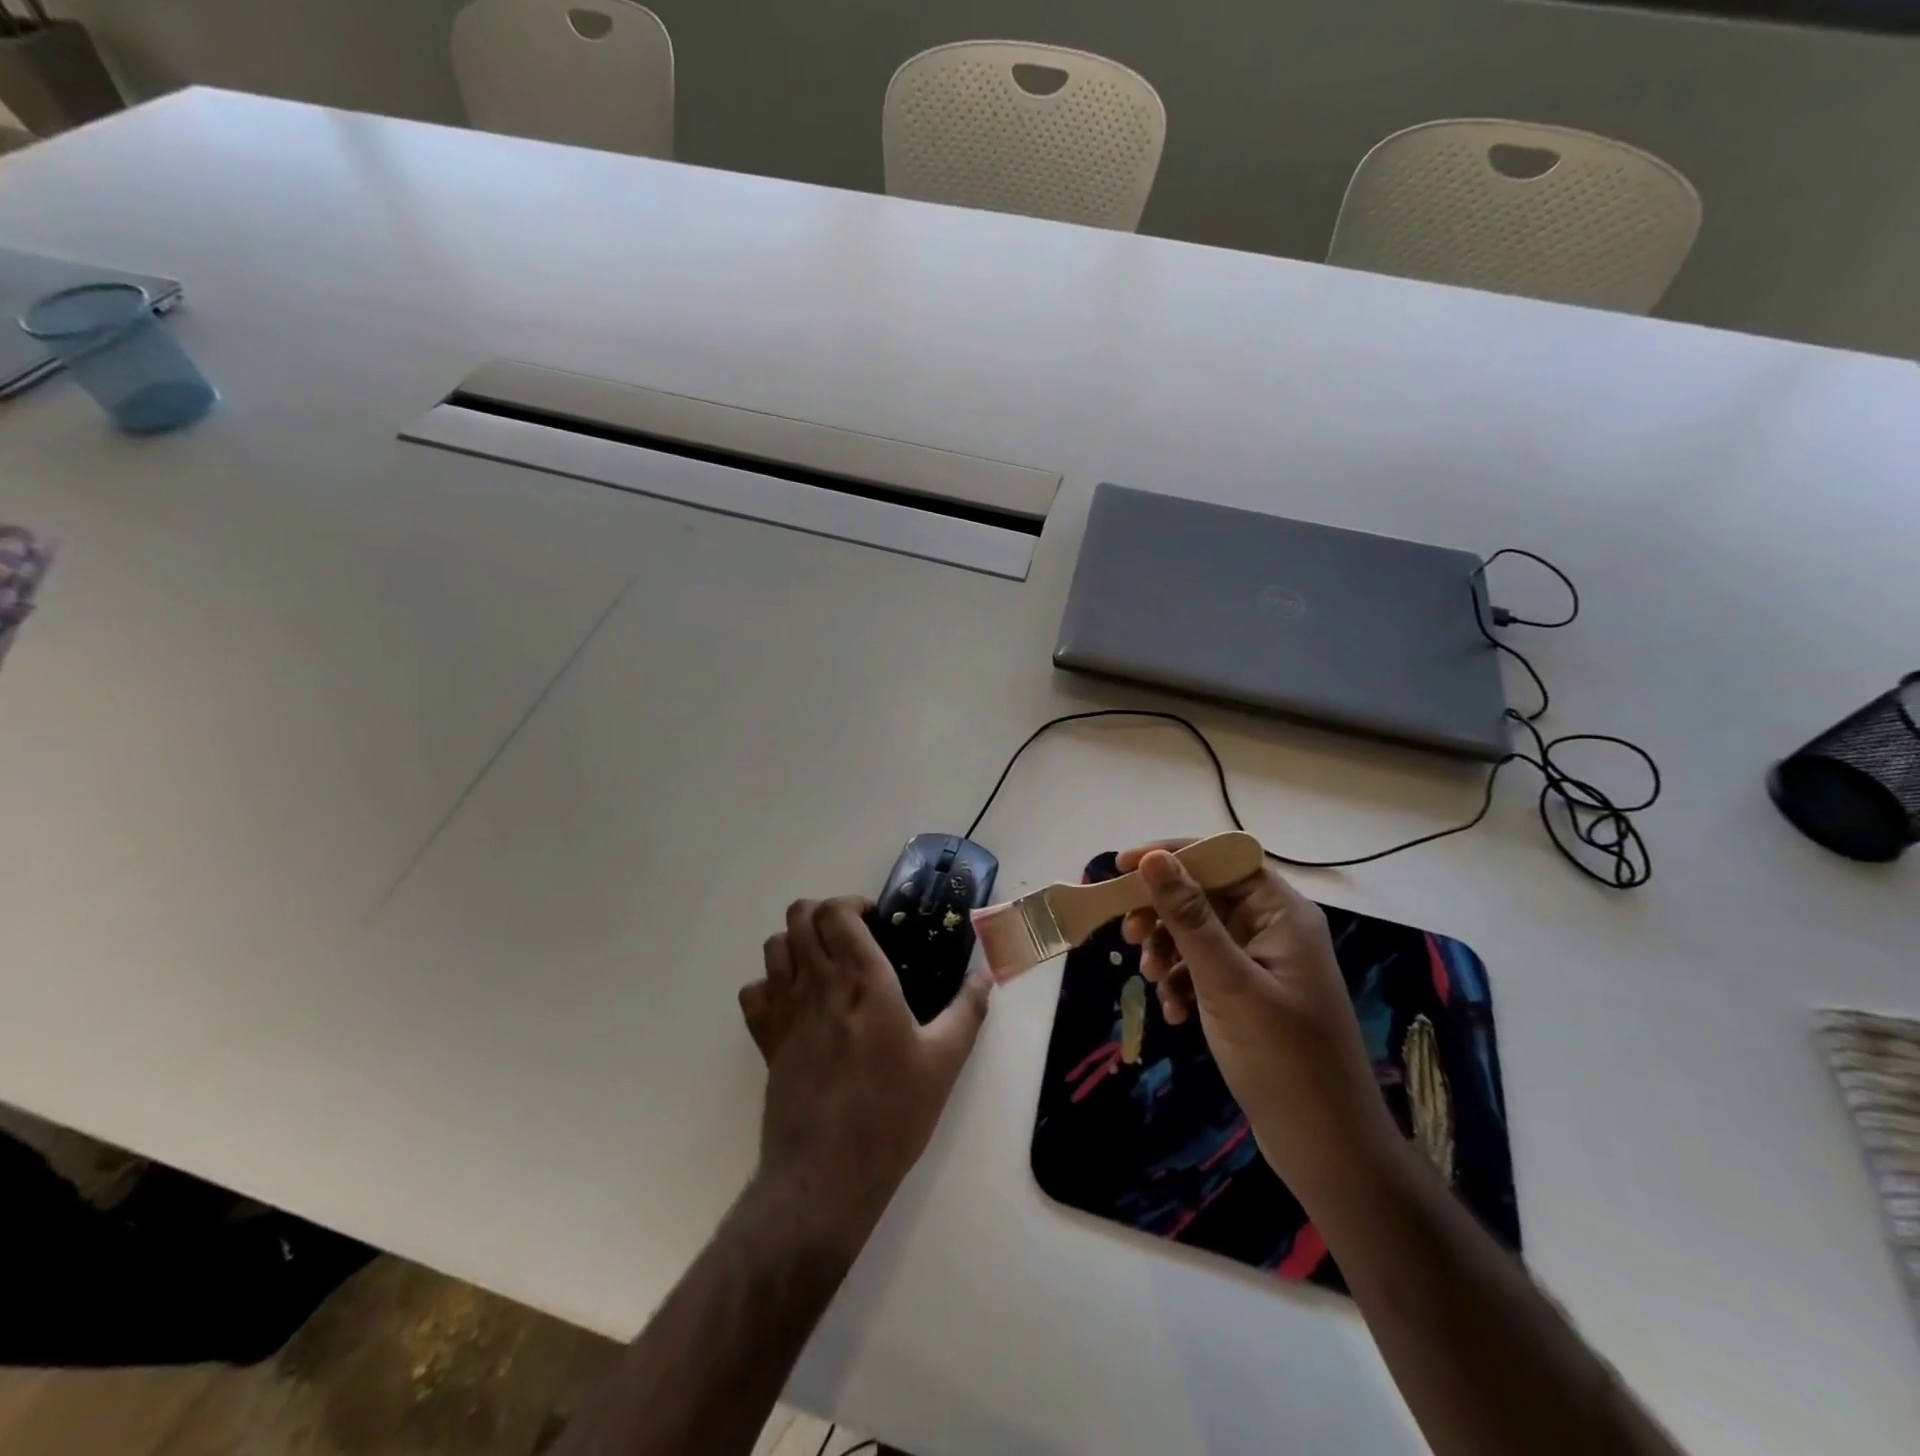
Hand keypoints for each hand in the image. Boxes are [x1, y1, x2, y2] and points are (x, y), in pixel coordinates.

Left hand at [738, 896, 990, 1253]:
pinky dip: (770, 984)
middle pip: (800, 916)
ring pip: (774, 946)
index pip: (836, 912)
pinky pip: (753, 992)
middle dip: (823, 913)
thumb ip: (967, 1011)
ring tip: (824, 963)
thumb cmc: (891, 1114)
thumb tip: (986, 976)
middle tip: (850, 936)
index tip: (874, 920)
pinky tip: (794, 1001)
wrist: (826, 1175)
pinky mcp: (766, 1041)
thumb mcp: (944, 1063)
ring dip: (797, 942)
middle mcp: (819, 984)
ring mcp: (786, 1011)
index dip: (852, 903)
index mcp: (863, 980)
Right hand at [1118, 843, 1398, 1199]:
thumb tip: (1154, 857)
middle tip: (1129, 936)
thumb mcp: (1227, 982)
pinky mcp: (1252, 996)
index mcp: (1282, 914)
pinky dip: (1182, 982)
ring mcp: (1263, 965)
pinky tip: (1173, 1012)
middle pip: (1205, 895)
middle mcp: (1274, 929)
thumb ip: (1188, 916)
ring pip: (1200, 933)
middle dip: (1162, 911)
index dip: (1172, 854)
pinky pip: (1205, 969)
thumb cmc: (1282, 1058)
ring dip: (1168, 950)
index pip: (1222, 858)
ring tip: (1151, 980)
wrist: (1328, 1150)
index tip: (1121, 868)